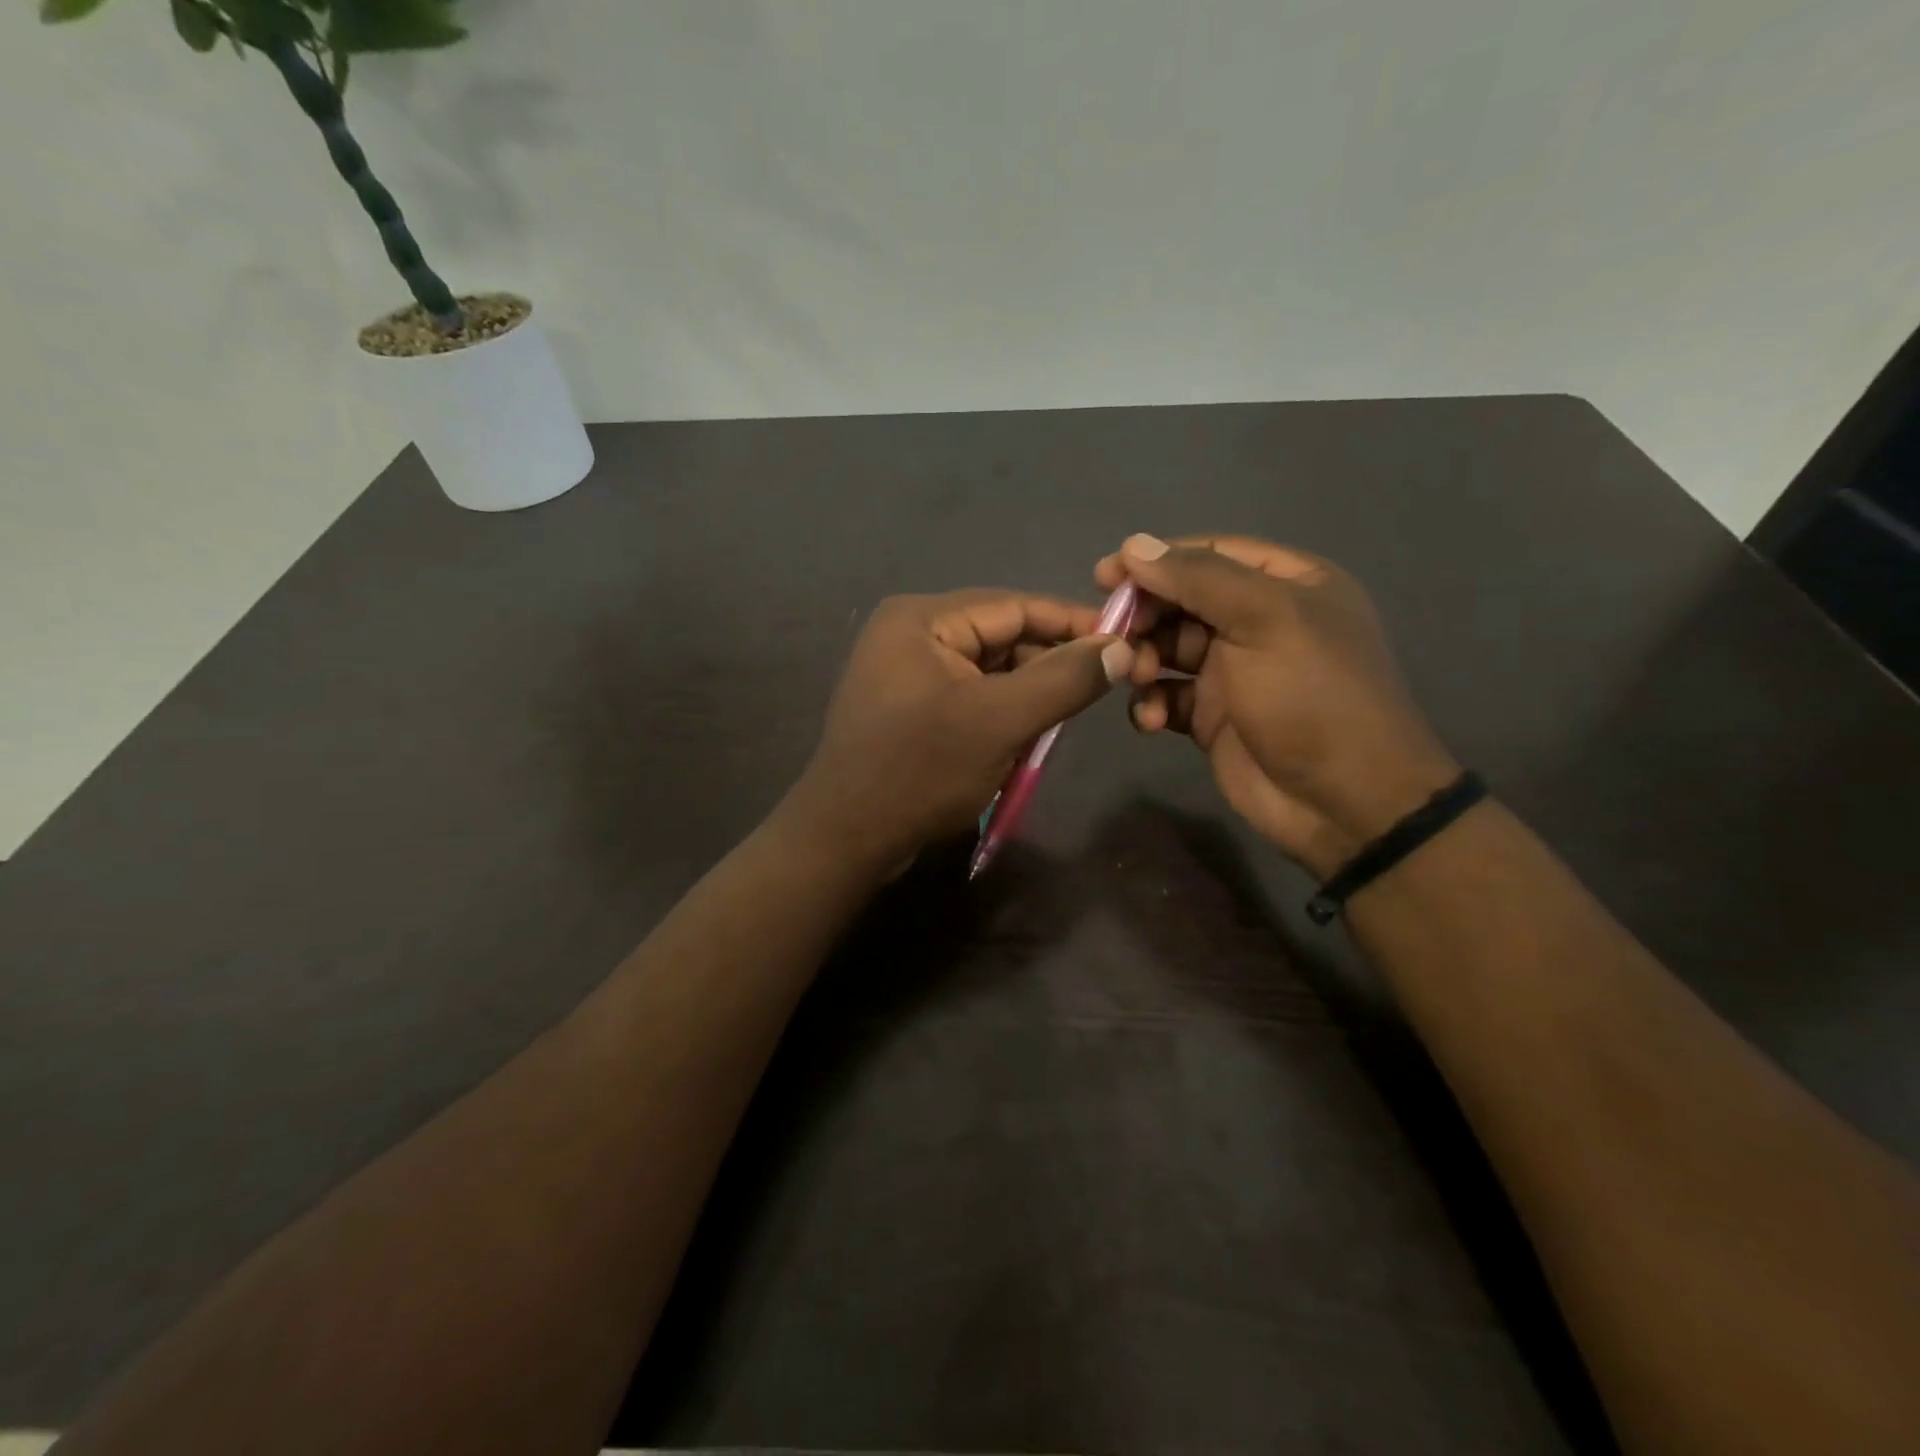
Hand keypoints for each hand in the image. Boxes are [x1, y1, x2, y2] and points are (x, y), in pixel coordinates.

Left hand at [783, 590, 1134, 870]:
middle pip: (1002, 636)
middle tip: (1103, 688)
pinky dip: (1002, 713)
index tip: (1126, 639)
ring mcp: (906, 672)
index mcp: (922, 618)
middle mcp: (910, 633)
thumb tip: (1120, 646)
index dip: (1073, 622)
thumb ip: (1063, 680)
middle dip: (1050, 663)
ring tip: (1064, 719)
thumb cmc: (919, 771)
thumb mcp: (999, 721)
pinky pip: (970, 696)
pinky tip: (1026, 737)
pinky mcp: (909, 708)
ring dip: (1028, 693)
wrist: (845, 840)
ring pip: (989, 670)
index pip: (1015, 605)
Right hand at [1094, 533, 1458, 875]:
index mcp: (1286, 585)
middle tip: (1112, 634)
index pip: (1210, 553)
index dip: (1157, 560)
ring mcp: (1233, 672)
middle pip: (1182, 601)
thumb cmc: (1311, 695)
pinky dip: (1150, 703)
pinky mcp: (1211, 717)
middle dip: (1145, 615)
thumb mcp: (1264, 619)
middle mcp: (1258, 622)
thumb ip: (1198, 577)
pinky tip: (1150, 720)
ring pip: (1167, 648)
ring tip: (1138, 678)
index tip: (1105, 576)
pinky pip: (1166, 696)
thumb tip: (1134, 545)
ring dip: (1143, 660)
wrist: (1342, 801)